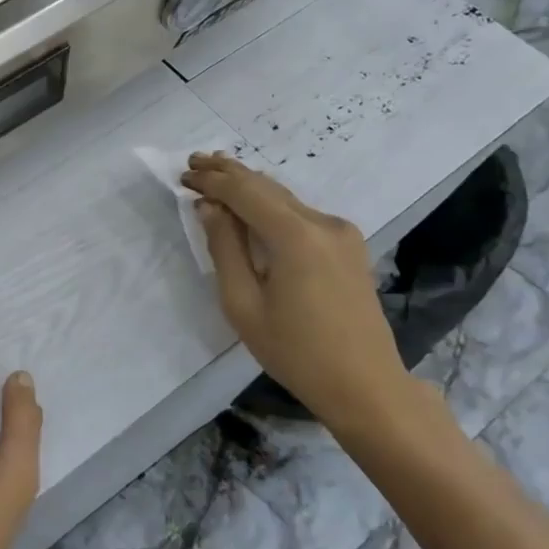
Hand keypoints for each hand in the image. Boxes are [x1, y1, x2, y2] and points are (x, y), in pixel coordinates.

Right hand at [181, 153, 439, 438]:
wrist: (365, 386)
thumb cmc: (295, 352)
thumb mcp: (244, 304)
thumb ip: (225, 248)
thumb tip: (210, 207)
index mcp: (297, 236)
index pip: (245, 192)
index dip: (212, 181)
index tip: (183, 175)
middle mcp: (324, 223)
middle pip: (267, 186)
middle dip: (229, 172)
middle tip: (194, 162)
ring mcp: (341, 233)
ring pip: (285, 197)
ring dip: (249, 185)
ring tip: (217, 173)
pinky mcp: (348, 246)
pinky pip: (300, 213)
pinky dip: (270, 204)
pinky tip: (251, 204)